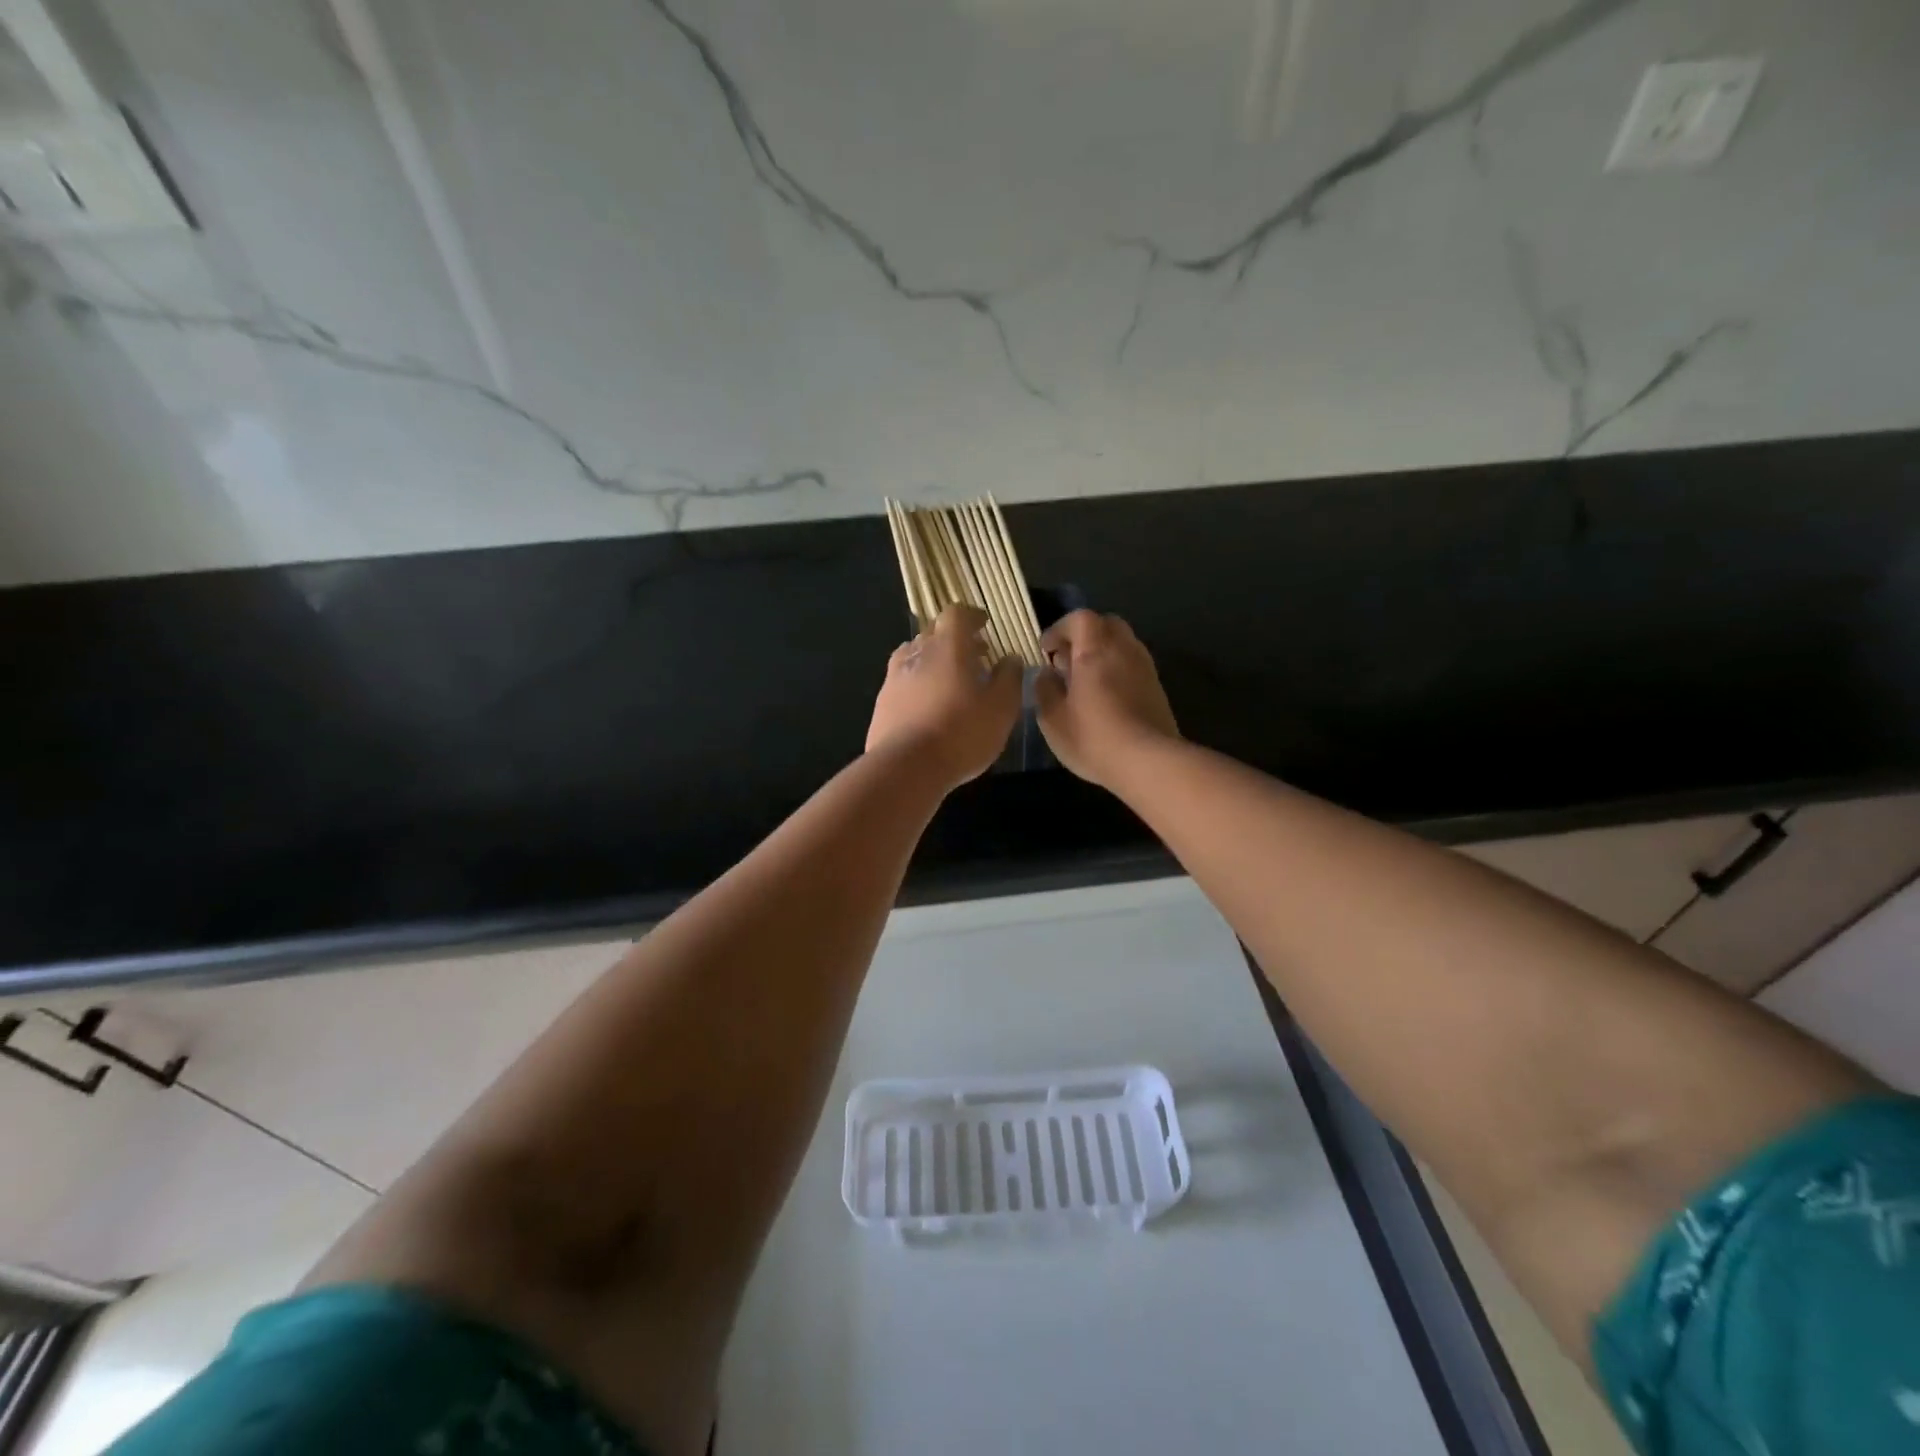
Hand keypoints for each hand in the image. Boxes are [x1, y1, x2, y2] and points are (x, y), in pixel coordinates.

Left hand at [867, 605, 1022, 790]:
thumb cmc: (962, 732)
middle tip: (975, 656)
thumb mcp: (1001, 708)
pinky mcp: (882, 703)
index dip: (971, 616)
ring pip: (915, 656)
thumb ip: (1009, 678)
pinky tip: (928, 706)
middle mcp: (917, 653)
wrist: (906, 767)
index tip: (984, 626)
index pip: (956, 614)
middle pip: (933, 633)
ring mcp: (894, 678)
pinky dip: (918, 685)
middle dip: (955, 639)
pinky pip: (902, 682)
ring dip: (934, 662)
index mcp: (947, 647)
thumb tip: (1010, 658)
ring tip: (951, 682)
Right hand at [1034, 609, 1178, 787]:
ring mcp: (1145, 667)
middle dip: (1084, 636)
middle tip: (1067, 660)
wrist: (1149, 762)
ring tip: (1085, 681)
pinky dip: (1117, 670)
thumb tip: (1046, 674)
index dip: (1060, 629)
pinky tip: (1106, 698)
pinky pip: (1133, 665)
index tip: (1046, 650)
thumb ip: (1044, 690)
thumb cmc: (1093, 737)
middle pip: (1106, 625)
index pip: (1079, 619)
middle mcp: (1124, 649)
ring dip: (1102, 653)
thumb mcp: (1052, 718)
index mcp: (1095, 650)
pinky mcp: (1157, 688)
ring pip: (1122, 644)